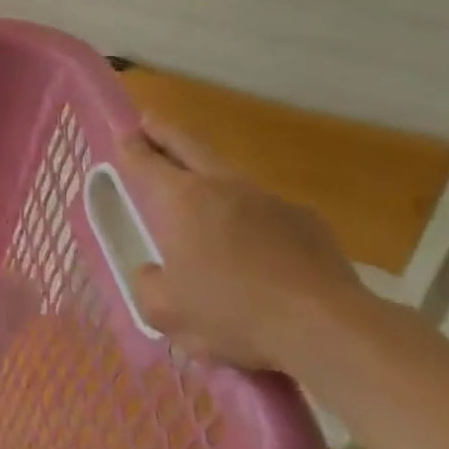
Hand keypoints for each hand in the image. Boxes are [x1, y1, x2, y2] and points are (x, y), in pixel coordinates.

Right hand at [118, 114, 367, 373]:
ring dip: (211, 179)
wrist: (325, 326)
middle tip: (151, 122)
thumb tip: (153, 274)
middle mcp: (225, 188)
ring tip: (202, 197)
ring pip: (231, 179)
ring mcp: (271, 202)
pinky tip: (255, 250)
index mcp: (183, 200)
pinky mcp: (309, 223)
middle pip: (190, 148)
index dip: (131, 147)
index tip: (123, 133)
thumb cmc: (231, 311)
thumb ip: (147, 285)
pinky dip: (252, 221)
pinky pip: (268, 213)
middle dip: (166, 134)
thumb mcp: (166, 310)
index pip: (148, 162)